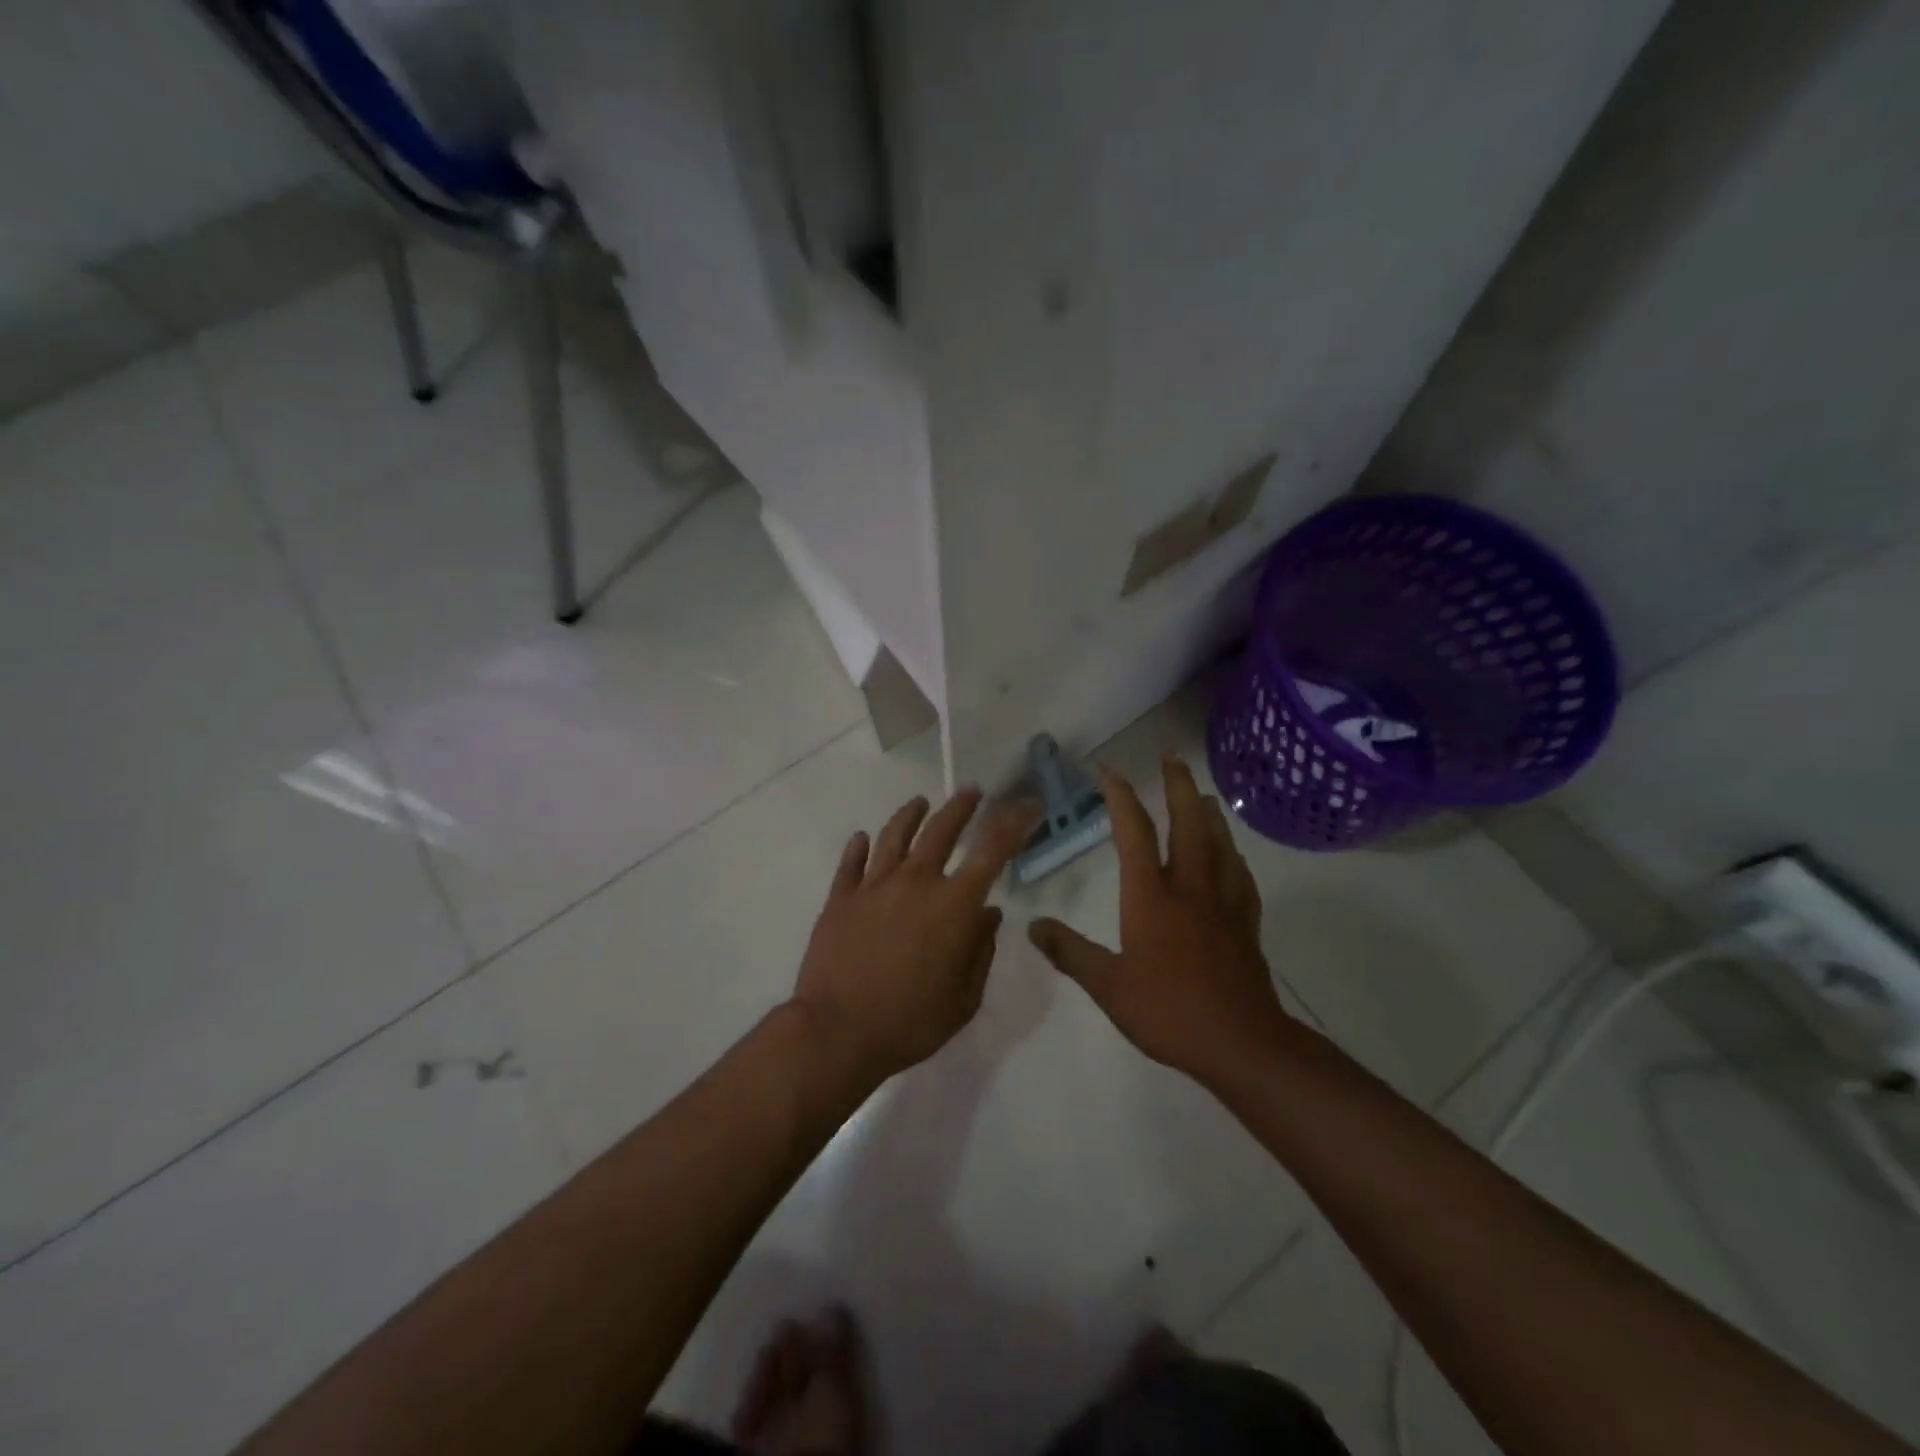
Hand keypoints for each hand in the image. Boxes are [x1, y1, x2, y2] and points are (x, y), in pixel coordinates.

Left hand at [791, 788, 1034, 1081]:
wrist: (838, 1032)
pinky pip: (851, 863)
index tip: (1026, 806)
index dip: (1013, 823)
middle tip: (971, 791)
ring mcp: (874, 886)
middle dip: (961, 806)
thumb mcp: (964, 999)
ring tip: (920, 802)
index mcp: (954, 905)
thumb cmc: (911, 1022)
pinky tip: (862, 838)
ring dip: (911, 814)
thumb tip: (989, 915)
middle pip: (941, 830)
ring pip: (895, 835)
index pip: (992, 850)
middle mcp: (916, 882)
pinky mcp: (841, 898)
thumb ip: (980, 951)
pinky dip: (858, 847)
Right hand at [1028, 756, 1292, 1085]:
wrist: (1241, 1043)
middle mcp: (1190, 888)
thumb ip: (1070, 952)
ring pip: (1220, 844)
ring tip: (1204, 796)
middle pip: (1188, 824)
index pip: (1134, 833)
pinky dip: (1234, 857)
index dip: (1120, 796)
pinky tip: (1233, 857)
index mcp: (1151, 896)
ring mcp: (1224, 904)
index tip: (1108, 769)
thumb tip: (1033, 927)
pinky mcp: (1246, 925)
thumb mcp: (1108, 986)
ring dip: (1209, 814)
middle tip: (1172, 758)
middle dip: (1178, 787)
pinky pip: (1241, 878)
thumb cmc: (1169, 1010)